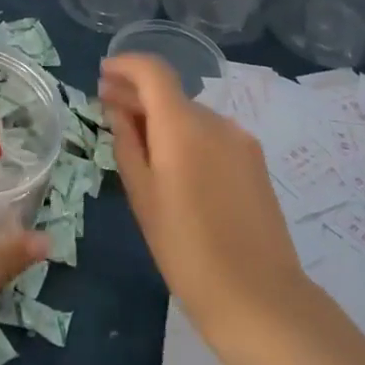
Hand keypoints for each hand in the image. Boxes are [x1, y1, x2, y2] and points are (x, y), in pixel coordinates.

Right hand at [99, 54, 308, 355]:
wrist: (260, 299)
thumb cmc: (186, 250)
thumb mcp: (143, 196)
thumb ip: (127, 142)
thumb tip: (117, 108)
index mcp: (183, 124)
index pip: (153, 70)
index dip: (126, 65)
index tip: (104, 74)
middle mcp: (215, 120)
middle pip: (171, 93)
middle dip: (138, 95)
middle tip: (108, 107)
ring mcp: (240, 140)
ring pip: (191, 115)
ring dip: (163, 118)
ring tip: (138, 141)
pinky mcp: (255, 161)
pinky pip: (211, 135)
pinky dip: (187, 136)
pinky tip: (174, 163)